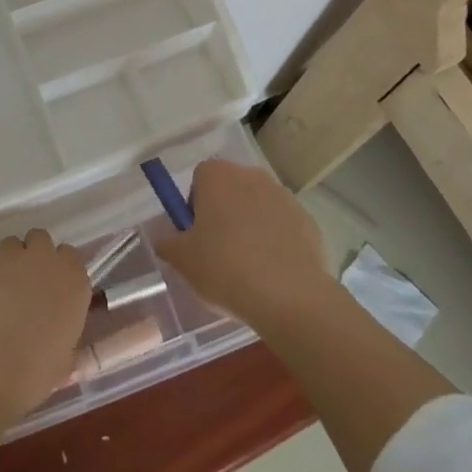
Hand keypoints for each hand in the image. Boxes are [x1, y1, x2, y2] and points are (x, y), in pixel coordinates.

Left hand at [0, 230, 90, 416]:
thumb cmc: (35, 373)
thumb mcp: (64, 359)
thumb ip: (63, 335)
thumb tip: (55, 336)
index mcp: (72, 280)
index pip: (71, 256)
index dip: (62, 272)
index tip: (56, 291)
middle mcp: (42, 261)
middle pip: (40, 239)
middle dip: (35, 255)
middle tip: (30, 287)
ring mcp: (7, 262)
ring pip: (11, 246)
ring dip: (10, 264)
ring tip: (3, 296)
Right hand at [156, 159, 332, 331]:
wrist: (290, 296)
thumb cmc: (225, 268)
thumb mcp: (182, 260)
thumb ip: (166, 242)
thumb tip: (164, 237)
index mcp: (218, 176)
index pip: (200, 178)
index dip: (195, 205)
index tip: (196, 235)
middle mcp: (251, 175)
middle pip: (230, 189)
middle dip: (223, 214)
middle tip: (218, 252)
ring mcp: (283, 196)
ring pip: (258, 207)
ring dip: (250, 226)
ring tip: (248, 267)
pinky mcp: (308, 220)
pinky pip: (282, 226)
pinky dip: (276, 241)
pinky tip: (273, 272)